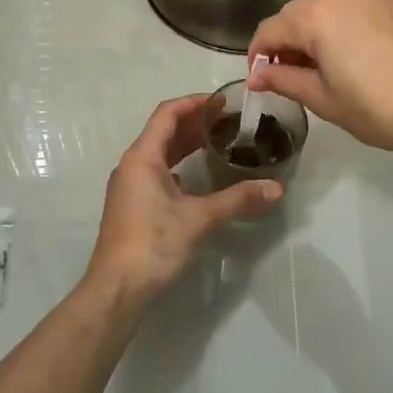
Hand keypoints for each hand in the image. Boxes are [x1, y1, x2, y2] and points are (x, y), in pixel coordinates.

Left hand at [85, 94, 281, 306]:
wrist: (116, 291)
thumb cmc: (153, 244)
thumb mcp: (199, 219)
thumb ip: (238, 199)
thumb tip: (276, 187)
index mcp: (142, 157)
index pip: (167, 113)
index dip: (195, 102)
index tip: (224, 102)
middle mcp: (132, 165)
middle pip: (164, 131)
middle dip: (195, 123)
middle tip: (230, 121)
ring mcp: (130, 187)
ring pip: (161, 153)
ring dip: (187, 144)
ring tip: (220, 143)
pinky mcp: (133, 206)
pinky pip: (158, 172)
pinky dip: (180, 166)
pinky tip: (201, 177)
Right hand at [248, 0, 392, 162]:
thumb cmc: (377, 109)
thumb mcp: (323, 99)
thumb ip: (284, 80)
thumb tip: (256, 75)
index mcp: (316, 16)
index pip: (271, 29)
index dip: (257, 54)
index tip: (259, 79)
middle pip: (298, 13)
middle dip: (287, 41)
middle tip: (288, 76)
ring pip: (328, 8)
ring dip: (316, 31)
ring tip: (323, 66)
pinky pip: (357, 9)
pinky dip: (345, 26)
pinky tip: (355, 55)